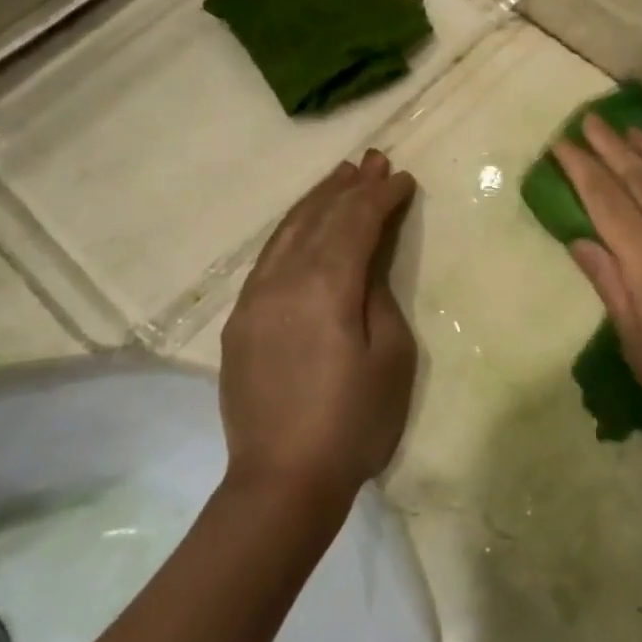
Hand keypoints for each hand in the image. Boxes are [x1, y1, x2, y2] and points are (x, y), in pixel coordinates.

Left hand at [219, 150, 417, 498]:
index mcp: (325, 287)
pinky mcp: (240, 322)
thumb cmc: (354, 422)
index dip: (380, 196)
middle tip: (372, 160)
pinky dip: (291, 231)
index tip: (402, 178)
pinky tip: (303, 225)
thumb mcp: (390, 356)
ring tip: (340, 177)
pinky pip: (267, 259)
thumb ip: (376, 295)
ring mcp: (254, 300)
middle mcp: (283, 281)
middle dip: (348, 186)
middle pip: (318, 218)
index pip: (355, 222)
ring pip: (287, 232)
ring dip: (317, 201)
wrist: (282, 482)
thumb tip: (364, 262)